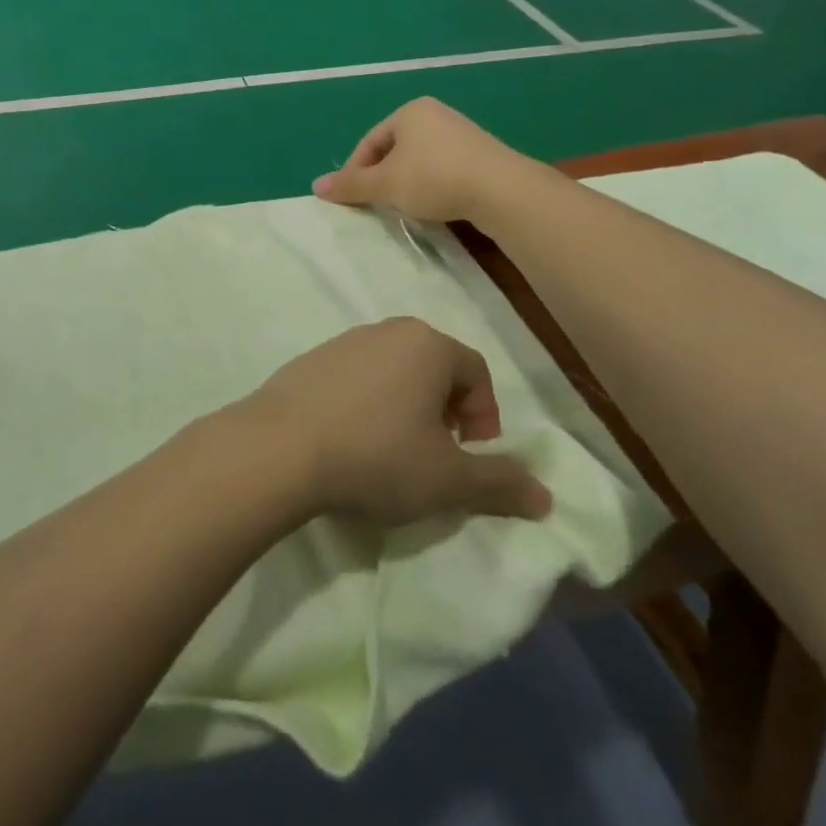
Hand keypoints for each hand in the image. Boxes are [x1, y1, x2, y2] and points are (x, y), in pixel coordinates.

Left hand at [243, 318, 550, 526]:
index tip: (471, 454)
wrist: (280, 448)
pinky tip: (351, 440)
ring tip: (393, 451)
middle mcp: (387, 330)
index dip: (485, 416)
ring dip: (406, 406)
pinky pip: (356, 377)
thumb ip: (500, 483)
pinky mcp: (310, 359)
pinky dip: (367, 402)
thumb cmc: (377, 456)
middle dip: (446, 409)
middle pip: (435, 366)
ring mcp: (343, 341)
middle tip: (436, 453)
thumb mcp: (448, 480)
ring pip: (394, 370)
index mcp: (428, 345)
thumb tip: (546, 494)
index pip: (476, 371)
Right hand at [312, 97, 529, 225]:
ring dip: (405, 184)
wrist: (502, 190)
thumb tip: (316, 186)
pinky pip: (442, 168)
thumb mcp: (385, 184)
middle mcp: (435, 115)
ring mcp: (461, 133)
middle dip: (381, 178)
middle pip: (393, 150)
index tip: (351, 199)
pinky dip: (430, 186)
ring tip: (403, 208)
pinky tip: (434, 206)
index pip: (369, 142)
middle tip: (376, 205)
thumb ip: (351, 185)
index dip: (355, 171)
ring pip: (418, 160)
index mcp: (409, 112)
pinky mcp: (481, 154)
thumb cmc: (434, 178)